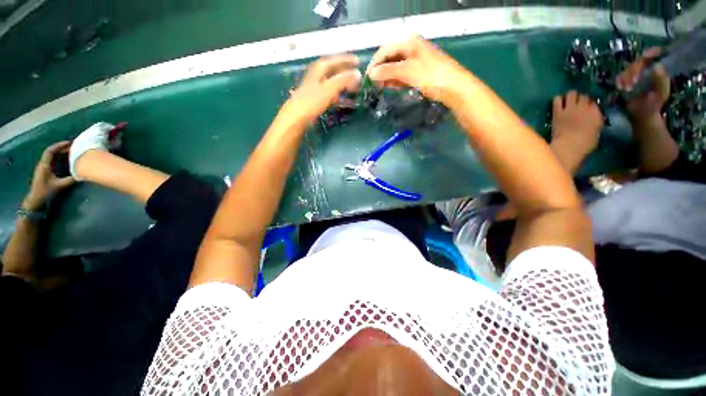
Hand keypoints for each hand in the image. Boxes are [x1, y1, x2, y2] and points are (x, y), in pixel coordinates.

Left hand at [23, 142, 75, 210]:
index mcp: (44, 165)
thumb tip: (82, 174)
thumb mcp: (59, 186)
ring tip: (72, 152)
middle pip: (52, 152)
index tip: (69, 143)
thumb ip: (70, 179)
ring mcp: (44, 167)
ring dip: (62, 153)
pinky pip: (53, 161)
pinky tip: (67, 160)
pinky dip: (60, 158)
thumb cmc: (46, 191)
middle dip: (62, 148)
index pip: (50, 151)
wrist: (36, 200)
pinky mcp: (46, 171)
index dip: (59, 145)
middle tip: (74, 147)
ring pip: (53, 156)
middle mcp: (43, 163)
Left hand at [277, 55, 361, 128]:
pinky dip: (336, 91)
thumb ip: (344, 80)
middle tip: (355, 72)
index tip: (358, 61)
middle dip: (344, 69)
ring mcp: (314, 86)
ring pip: (330, 79)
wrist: (297, 117)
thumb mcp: (330, 88)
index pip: (335, 60)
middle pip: (332, 68)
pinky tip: (339, 96)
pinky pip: (328, 90)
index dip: (346, 60)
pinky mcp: (314, 98)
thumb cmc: (312, 101)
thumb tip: (358, 74)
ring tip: (350, 84)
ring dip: (340, 80)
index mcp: (319, 69)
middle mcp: (316, 75)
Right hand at [366, 36, 470, 102]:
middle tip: (372, 84)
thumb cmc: (431, 76)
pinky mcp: (418, 73)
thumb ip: (388, 71)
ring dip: (387, 77)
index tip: (367, 77)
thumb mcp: (408, 71)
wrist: (454, 88)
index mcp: (410, 42)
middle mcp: (412, 49)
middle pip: (390, 58)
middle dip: (380, 70)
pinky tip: (389, 87)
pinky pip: (402, 75)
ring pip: (395, 67)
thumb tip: (371, 74)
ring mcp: (416, 61)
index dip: (375, 63)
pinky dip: (395, 81)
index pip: (386, 49)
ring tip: (379, 87)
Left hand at [550, 91, 603, 169]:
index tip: (586, 108)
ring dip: (570, 96)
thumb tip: (592, 121)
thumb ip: (595, 123)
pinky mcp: (558, 112)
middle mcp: (585, 108)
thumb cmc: (585, 144)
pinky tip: (557, 104)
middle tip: (576, 104)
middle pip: (583, 96)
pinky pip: (557, 100)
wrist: (569, 145)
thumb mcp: (596, 133)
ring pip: (571, 93)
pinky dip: (557, 100)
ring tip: (567, 101)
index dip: (589, 104)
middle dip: (580, 99)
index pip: (594, 102)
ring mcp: (571, 109)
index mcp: (596, 114)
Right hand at [616, 47, 669, 118]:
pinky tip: (620, 88)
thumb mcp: (661, 93)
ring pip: (629, 68)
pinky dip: (620, 81)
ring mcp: (636, 73)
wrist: (642, 113)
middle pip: (639, 61)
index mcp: (658, 68)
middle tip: (633, 82)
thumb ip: (662, 81)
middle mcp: (647, 67)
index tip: (645, 57)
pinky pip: (621, 75)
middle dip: (634, 70)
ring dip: (626, 78)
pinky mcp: (626, 79)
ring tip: (627, 89)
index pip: (655, 53)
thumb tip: (656, 67)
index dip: (650, 53)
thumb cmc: (654, 105)